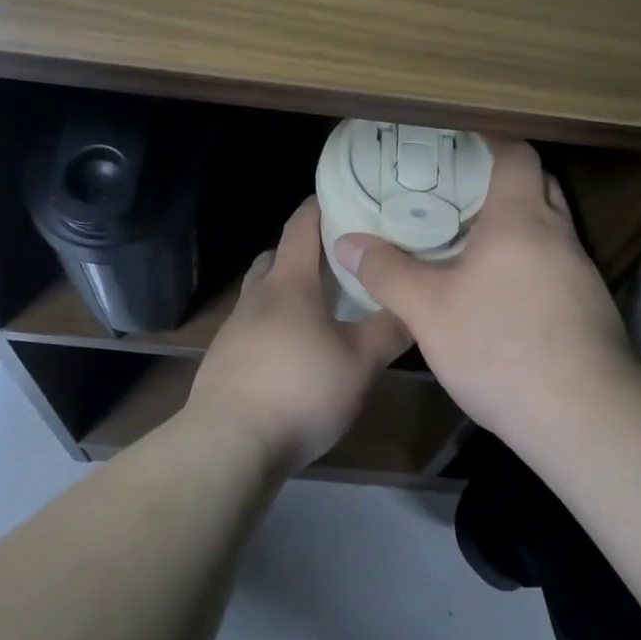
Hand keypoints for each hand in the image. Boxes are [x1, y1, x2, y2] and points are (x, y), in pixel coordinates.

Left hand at [189, 198, 410, 471]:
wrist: (229, 444)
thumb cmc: (299, 390)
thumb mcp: (359, 362)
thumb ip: (389, 330)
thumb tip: (416, 303)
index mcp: (289, 283)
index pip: (301, 225)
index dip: (320, 205)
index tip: (344, 195)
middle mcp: (257, 296)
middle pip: (276, 256)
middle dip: (304, 250)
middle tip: (339, 259)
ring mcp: (235, 328)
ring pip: (263, 293)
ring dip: (288, 290)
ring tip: (322, 308)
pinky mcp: (225, 359)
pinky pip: (254, 326)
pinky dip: (276, 324)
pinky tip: (297, 352)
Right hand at [332, 140, 633, 440]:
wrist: (584, 417)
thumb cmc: (501, 346)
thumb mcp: (428, 311)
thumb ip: (387, 272)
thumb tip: (348, 242)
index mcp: (521, 218)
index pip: (517, 154)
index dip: (490, 141)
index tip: (457, 144)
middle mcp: (558, 234)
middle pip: (538, 184)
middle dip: (502, 180)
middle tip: (456, 190)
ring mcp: (581, 271)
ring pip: (549, 227)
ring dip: (517, 225)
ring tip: (471, 238)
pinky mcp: (590, 306)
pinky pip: (557, 263)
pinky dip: (530, 260)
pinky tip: (501, 290)